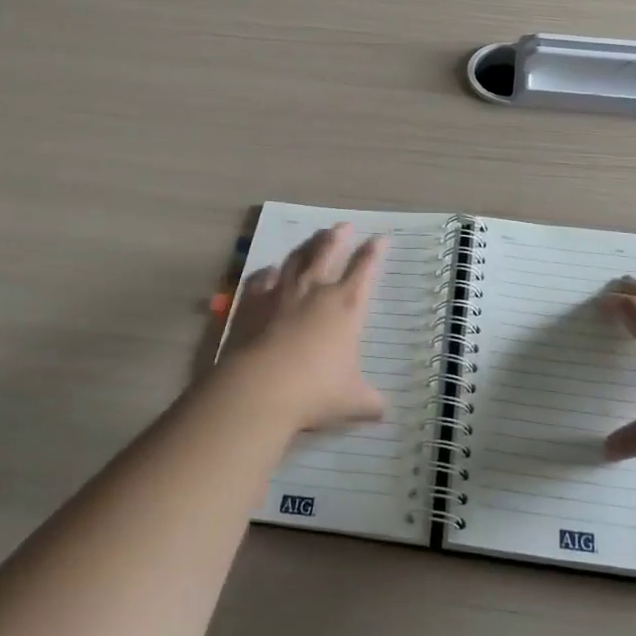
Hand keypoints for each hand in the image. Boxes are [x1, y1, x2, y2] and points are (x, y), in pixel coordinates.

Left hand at [219, 224, 387, 432]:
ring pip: (297, 258)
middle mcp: (315, 290)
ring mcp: (281, 292)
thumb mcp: (352, 401)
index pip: (364, 269)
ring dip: (307, 245)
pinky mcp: (252, 302)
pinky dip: (268, 273)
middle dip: (338, 236)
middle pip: (327, 251)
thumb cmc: (315, 391)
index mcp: (346, 305)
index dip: (373, 252)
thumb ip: (369, 402)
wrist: (260, 387)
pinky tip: (270, 270)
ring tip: (313, 237)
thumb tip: (383, 410)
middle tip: (344, 225)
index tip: (380, 239)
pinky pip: (261, 279)